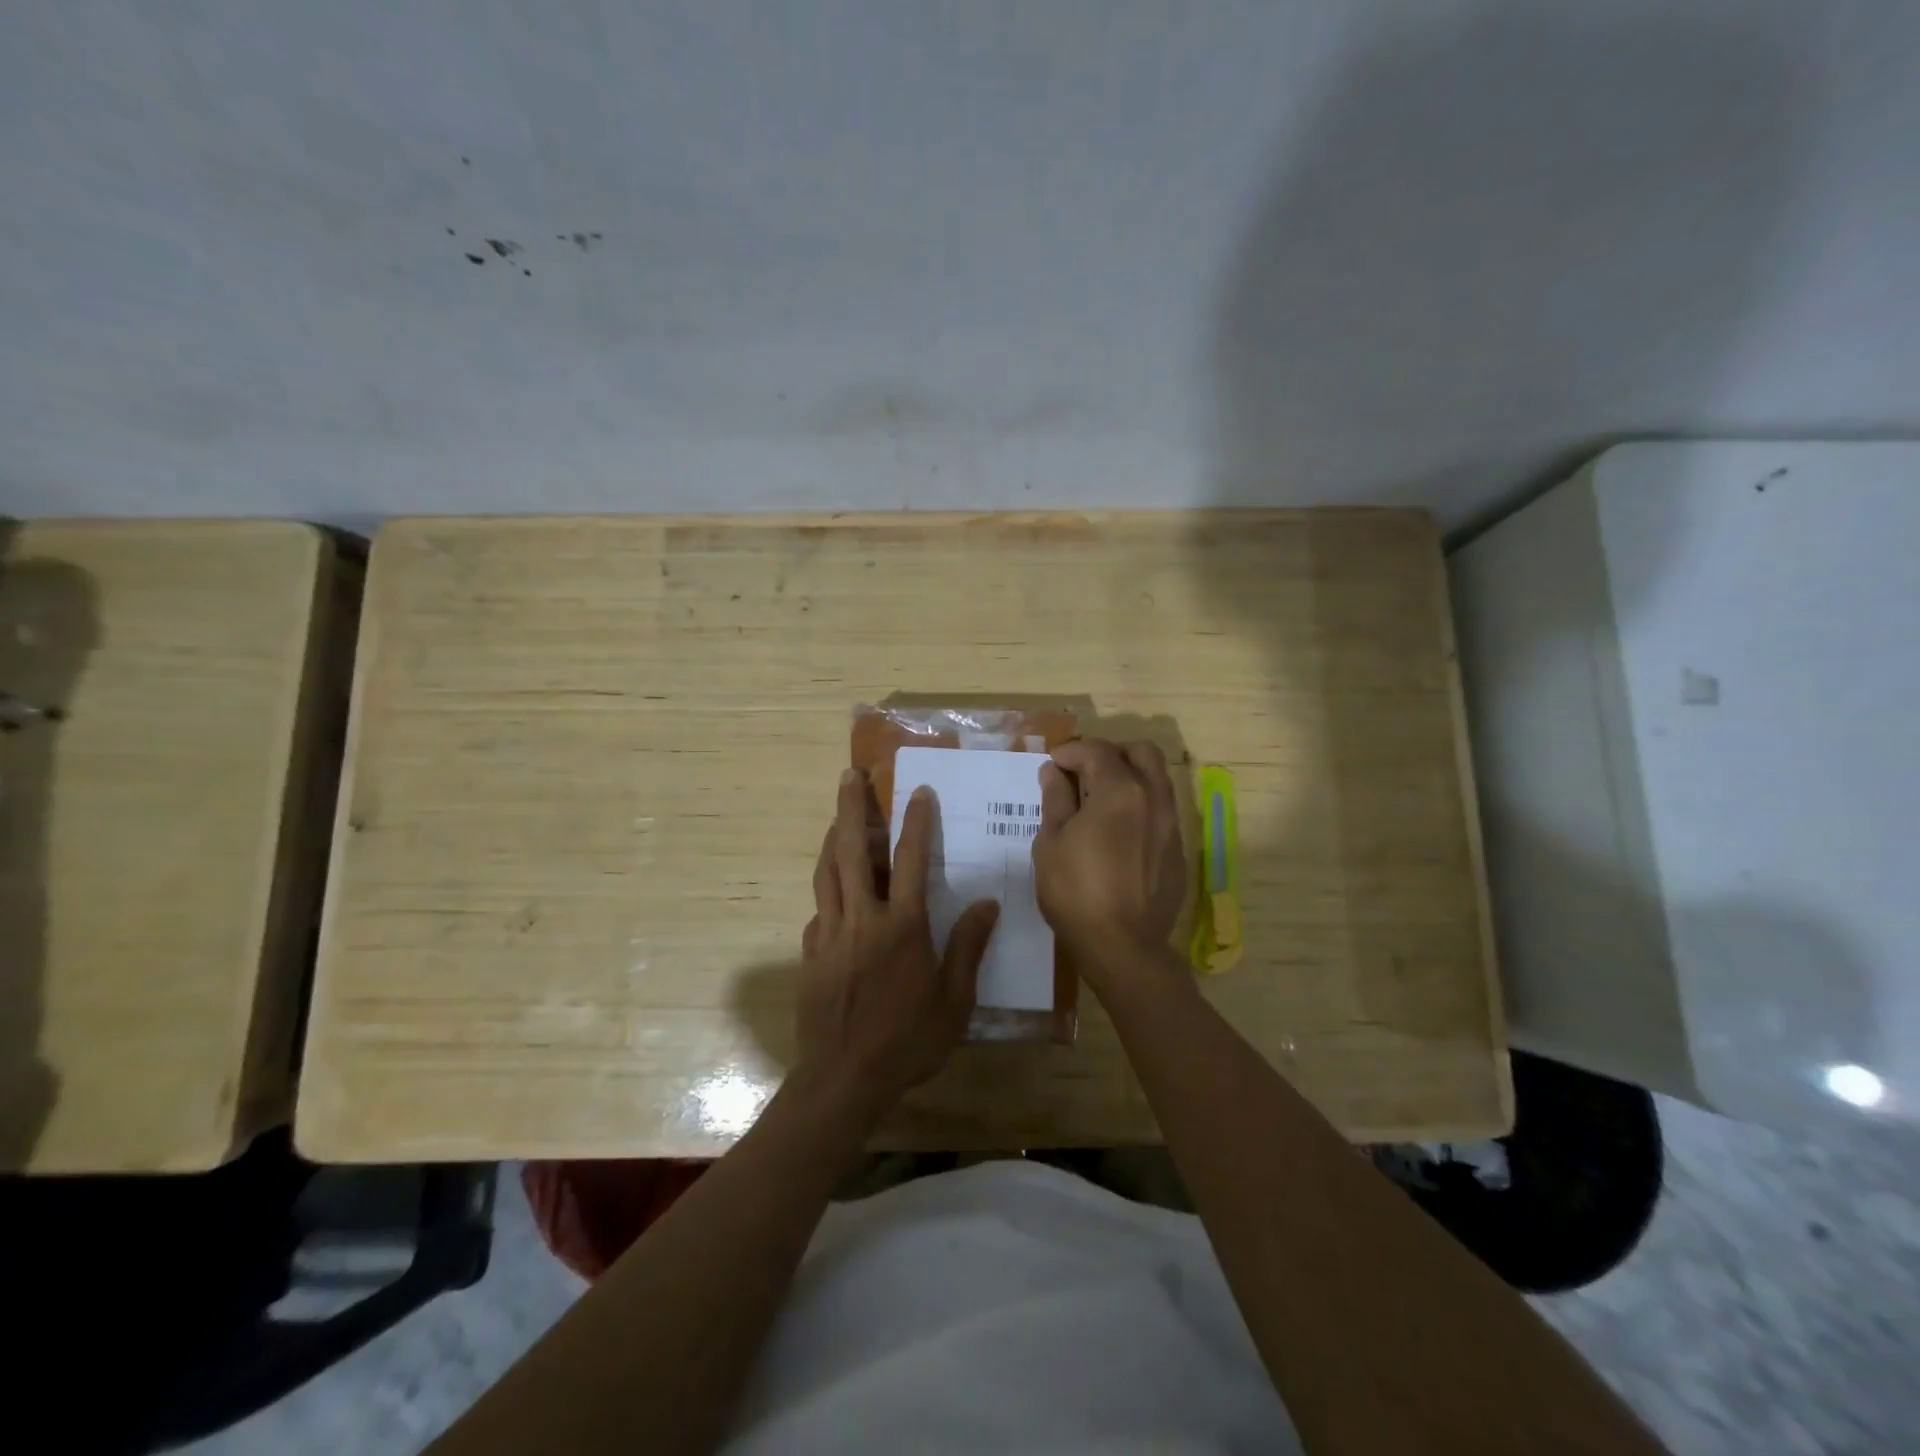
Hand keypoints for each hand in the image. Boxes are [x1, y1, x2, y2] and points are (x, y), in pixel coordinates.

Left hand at [795, 768, 999, 1112]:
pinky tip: (833, 894)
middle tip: (849, 775)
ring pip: (827, 873)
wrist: (843, 1079)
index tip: (918, 792)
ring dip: (832, 839)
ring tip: (838, 817)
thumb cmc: (908, 1041)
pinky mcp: (810, 954)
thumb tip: (987, 903)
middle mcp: (862, 919)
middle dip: (851, 808)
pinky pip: (818, 911)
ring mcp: (830, 934)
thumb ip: (968, 947)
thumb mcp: (954, 1000)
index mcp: (902, 926)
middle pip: (853, 851)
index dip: (916, 822)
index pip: (910, 859)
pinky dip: (826, 892)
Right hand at [1033, 739, 1186, 968]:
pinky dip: (1140, 807)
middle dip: (1111, 753)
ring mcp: (1171, 825)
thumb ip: (1055, 799)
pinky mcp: (1177, 851)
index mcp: (1120, 790)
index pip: (1097, 750)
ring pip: (1157, 780)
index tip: (1052, 766)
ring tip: (1099, 801)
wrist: (1123, 947)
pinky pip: (1161, 812)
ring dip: (1129, 778)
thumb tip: (1053, 772)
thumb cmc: (1076, 891)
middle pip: (1141, 752)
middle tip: (1083, 773)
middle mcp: (1154, 798)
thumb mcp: (1051, 842)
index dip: (1070, 752)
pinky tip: (1117, 834)